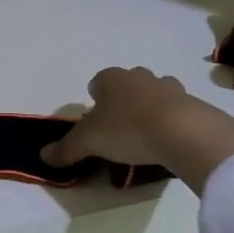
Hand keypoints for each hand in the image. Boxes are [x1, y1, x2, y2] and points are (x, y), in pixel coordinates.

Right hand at [41, 67, 233, 188]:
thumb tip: (42, 156)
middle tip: (118, 131)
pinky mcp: (191, 102)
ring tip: (145, 137)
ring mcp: (168, 87)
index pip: (96, 82)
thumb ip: (65, 149)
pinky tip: (167, 141)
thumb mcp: (88, 143)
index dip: (94, 101)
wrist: (184, 133)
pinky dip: (170, 121)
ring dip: (147, 109)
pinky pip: (175, 109)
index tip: (95, 123)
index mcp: (111, 78)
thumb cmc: (128, 130)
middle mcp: (139, 76)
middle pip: (125, 86)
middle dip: (121, 103)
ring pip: (152, 94)